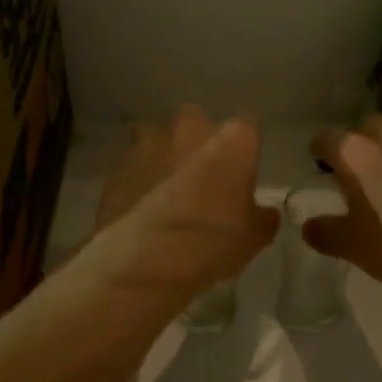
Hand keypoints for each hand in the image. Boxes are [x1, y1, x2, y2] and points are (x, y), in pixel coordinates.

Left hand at [83, 106, 278, 307]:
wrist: (146, 261)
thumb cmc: (212, 242)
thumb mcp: (254, 237)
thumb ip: (262, 215)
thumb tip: (263, 212)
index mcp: (232, 139)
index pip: (248, 125)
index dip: (244, 146)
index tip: (242, 168)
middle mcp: (190, 128)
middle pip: (196, 120)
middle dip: (197, 140)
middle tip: (200, 174)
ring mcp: (150, 142)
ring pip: (157, 135)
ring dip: (162, 152)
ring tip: (164, 185)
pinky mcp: (118, 163)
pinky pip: (132, 161)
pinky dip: (137, 175)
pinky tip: (139, 201)